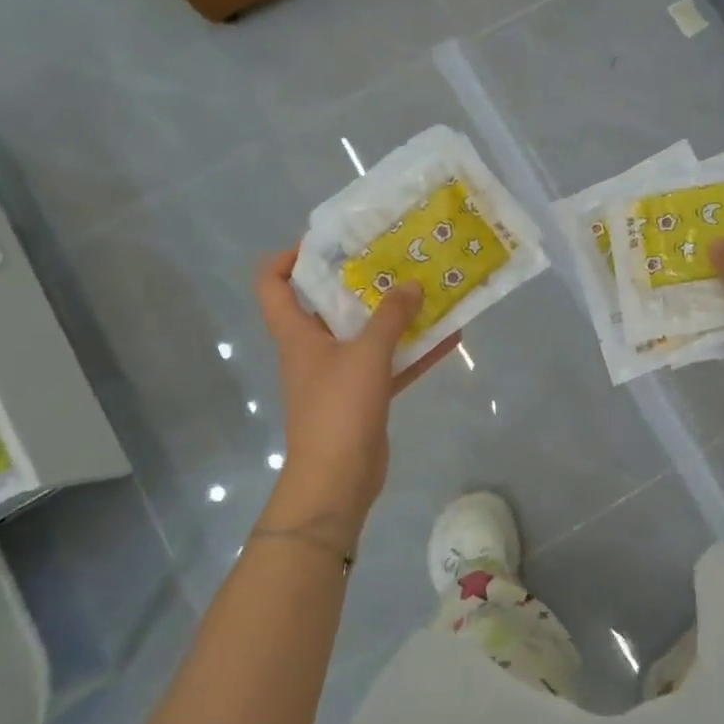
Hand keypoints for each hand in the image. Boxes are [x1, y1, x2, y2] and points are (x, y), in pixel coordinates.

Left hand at [254, 249, 457, 527]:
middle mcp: (314, 349)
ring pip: (366, 334)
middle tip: (394, 257)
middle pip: (329, 304)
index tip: (326, 242)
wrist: (337, 480)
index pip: (274, 285)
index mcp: (298, 334)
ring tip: (429, 289)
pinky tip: (449, 337)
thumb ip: (391, 316)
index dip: (289, 258)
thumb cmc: (339, 409)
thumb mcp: (366, 355)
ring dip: (395, 315)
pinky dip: (414, 352)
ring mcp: (340, 375)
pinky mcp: (364, 397)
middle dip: (360, 280)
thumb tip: (412, 284)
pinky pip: (390, 365)